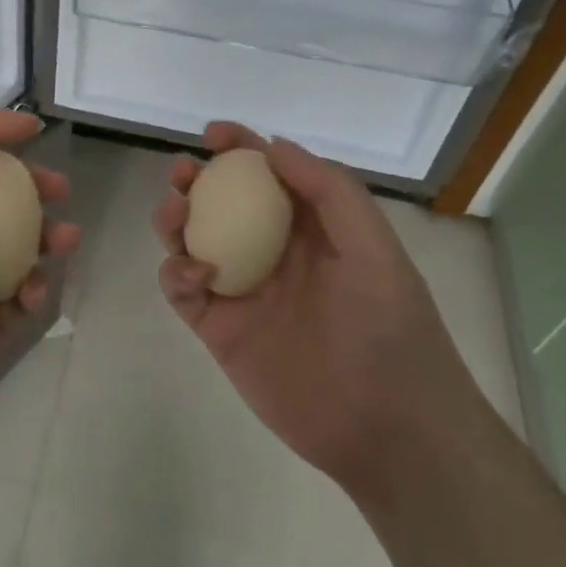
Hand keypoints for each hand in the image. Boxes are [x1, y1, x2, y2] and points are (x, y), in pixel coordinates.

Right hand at [152, 122, 477, 493]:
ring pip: (193, 242)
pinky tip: (193, 273)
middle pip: (221, 204)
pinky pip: (184, 290)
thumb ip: (330, 192)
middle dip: (197, 180)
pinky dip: (176, 274)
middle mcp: (272, 253)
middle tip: (183, 173)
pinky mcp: (219, 330)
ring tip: (174, 214)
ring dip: (176, 220)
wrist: (389, 432)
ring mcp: (243, 291)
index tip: (213, 134)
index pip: (269, 176)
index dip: (240, 148)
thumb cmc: (391, 332)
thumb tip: (275, 145)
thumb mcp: (375, 250)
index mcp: (312, 230)